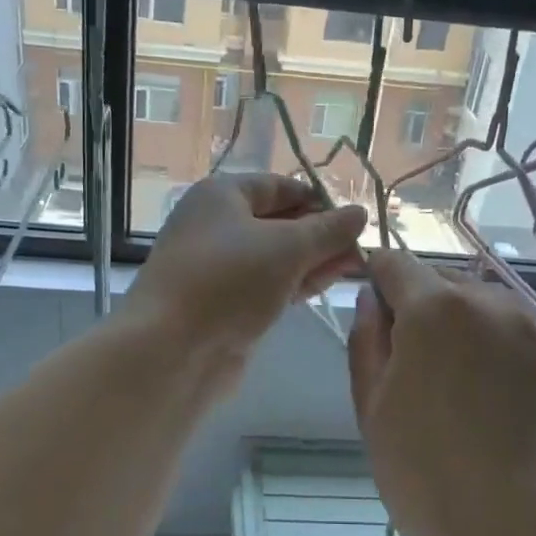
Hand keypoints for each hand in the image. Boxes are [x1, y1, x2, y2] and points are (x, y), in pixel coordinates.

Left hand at [126, 172, 366, 364]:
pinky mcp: (224, 304)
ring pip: (275, 257)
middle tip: (363, 250)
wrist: (172, 349)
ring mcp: (219, 268)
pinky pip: (267, 285)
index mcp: (222, 195)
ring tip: (357, 268)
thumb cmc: (229, 282)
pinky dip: (295, 284)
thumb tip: (359, 214)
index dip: (320, 200)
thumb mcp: (287, 248)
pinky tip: (326, 285)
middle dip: (321, 235)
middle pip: (279, 222)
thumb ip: (328, 230)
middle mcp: (217, 226)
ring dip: (313, 261)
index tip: (356, 221)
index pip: (280, 186)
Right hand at [347, 249, 535, 535]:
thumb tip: (373, 302)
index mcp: (435, 310)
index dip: (378, 278)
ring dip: (466, 331)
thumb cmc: (425, 477)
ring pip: (488, 311)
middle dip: (423, 310)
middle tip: (415, 368)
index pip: (397, 264)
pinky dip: (502, 357)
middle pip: (445, 286)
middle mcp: (493, 305)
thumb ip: (366, 341)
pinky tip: (498, 409)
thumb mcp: (371, 409)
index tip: (374, 308)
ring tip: (461, 392)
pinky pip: (522, 342)